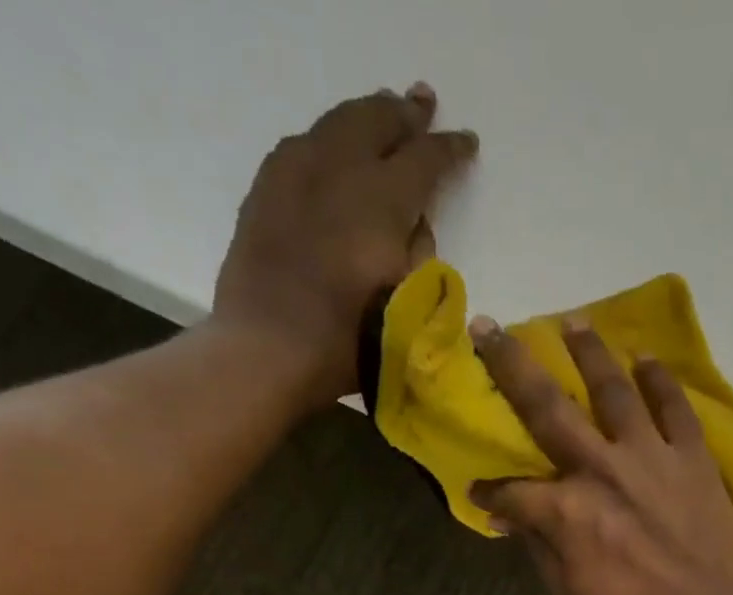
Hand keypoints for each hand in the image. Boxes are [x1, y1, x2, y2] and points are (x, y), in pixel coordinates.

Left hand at [211, 84, 477, 403]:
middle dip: (404, 114)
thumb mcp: (406, 307)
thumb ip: (418, 256)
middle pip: (376, 122)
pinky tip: (331, 147)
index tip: (466, 142)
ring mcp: (294, 173)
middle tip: (423, 104)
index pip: (424, 160)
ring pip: (336, 124)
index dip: (448, 149)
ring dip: (365, 116)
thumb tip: (413, 225)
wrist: (267, 351)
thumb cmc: (346, 344)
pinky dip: (327, 138)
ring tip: (381, 112)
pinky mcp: (265, 191)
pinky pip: (301, 145)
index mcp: (380, 201)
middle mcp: (338, 170)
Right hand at [469, 316, 732, 594]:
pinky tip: (647, 359)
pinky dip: (661, 381)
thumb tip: (511, 518)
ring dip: (590, 352)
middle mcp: (601, 467)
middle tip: (489, 326)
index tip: (479, 493)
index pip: (511, 492)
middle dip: (511, 365)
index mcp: (566, 509)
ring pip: (613, 389)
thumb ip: (540, 548)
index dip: (490, 493)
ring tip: (573, 322)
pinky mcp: (693, 458)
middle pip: (547, 407)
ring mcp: (651, 456)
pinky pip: (675, 408)